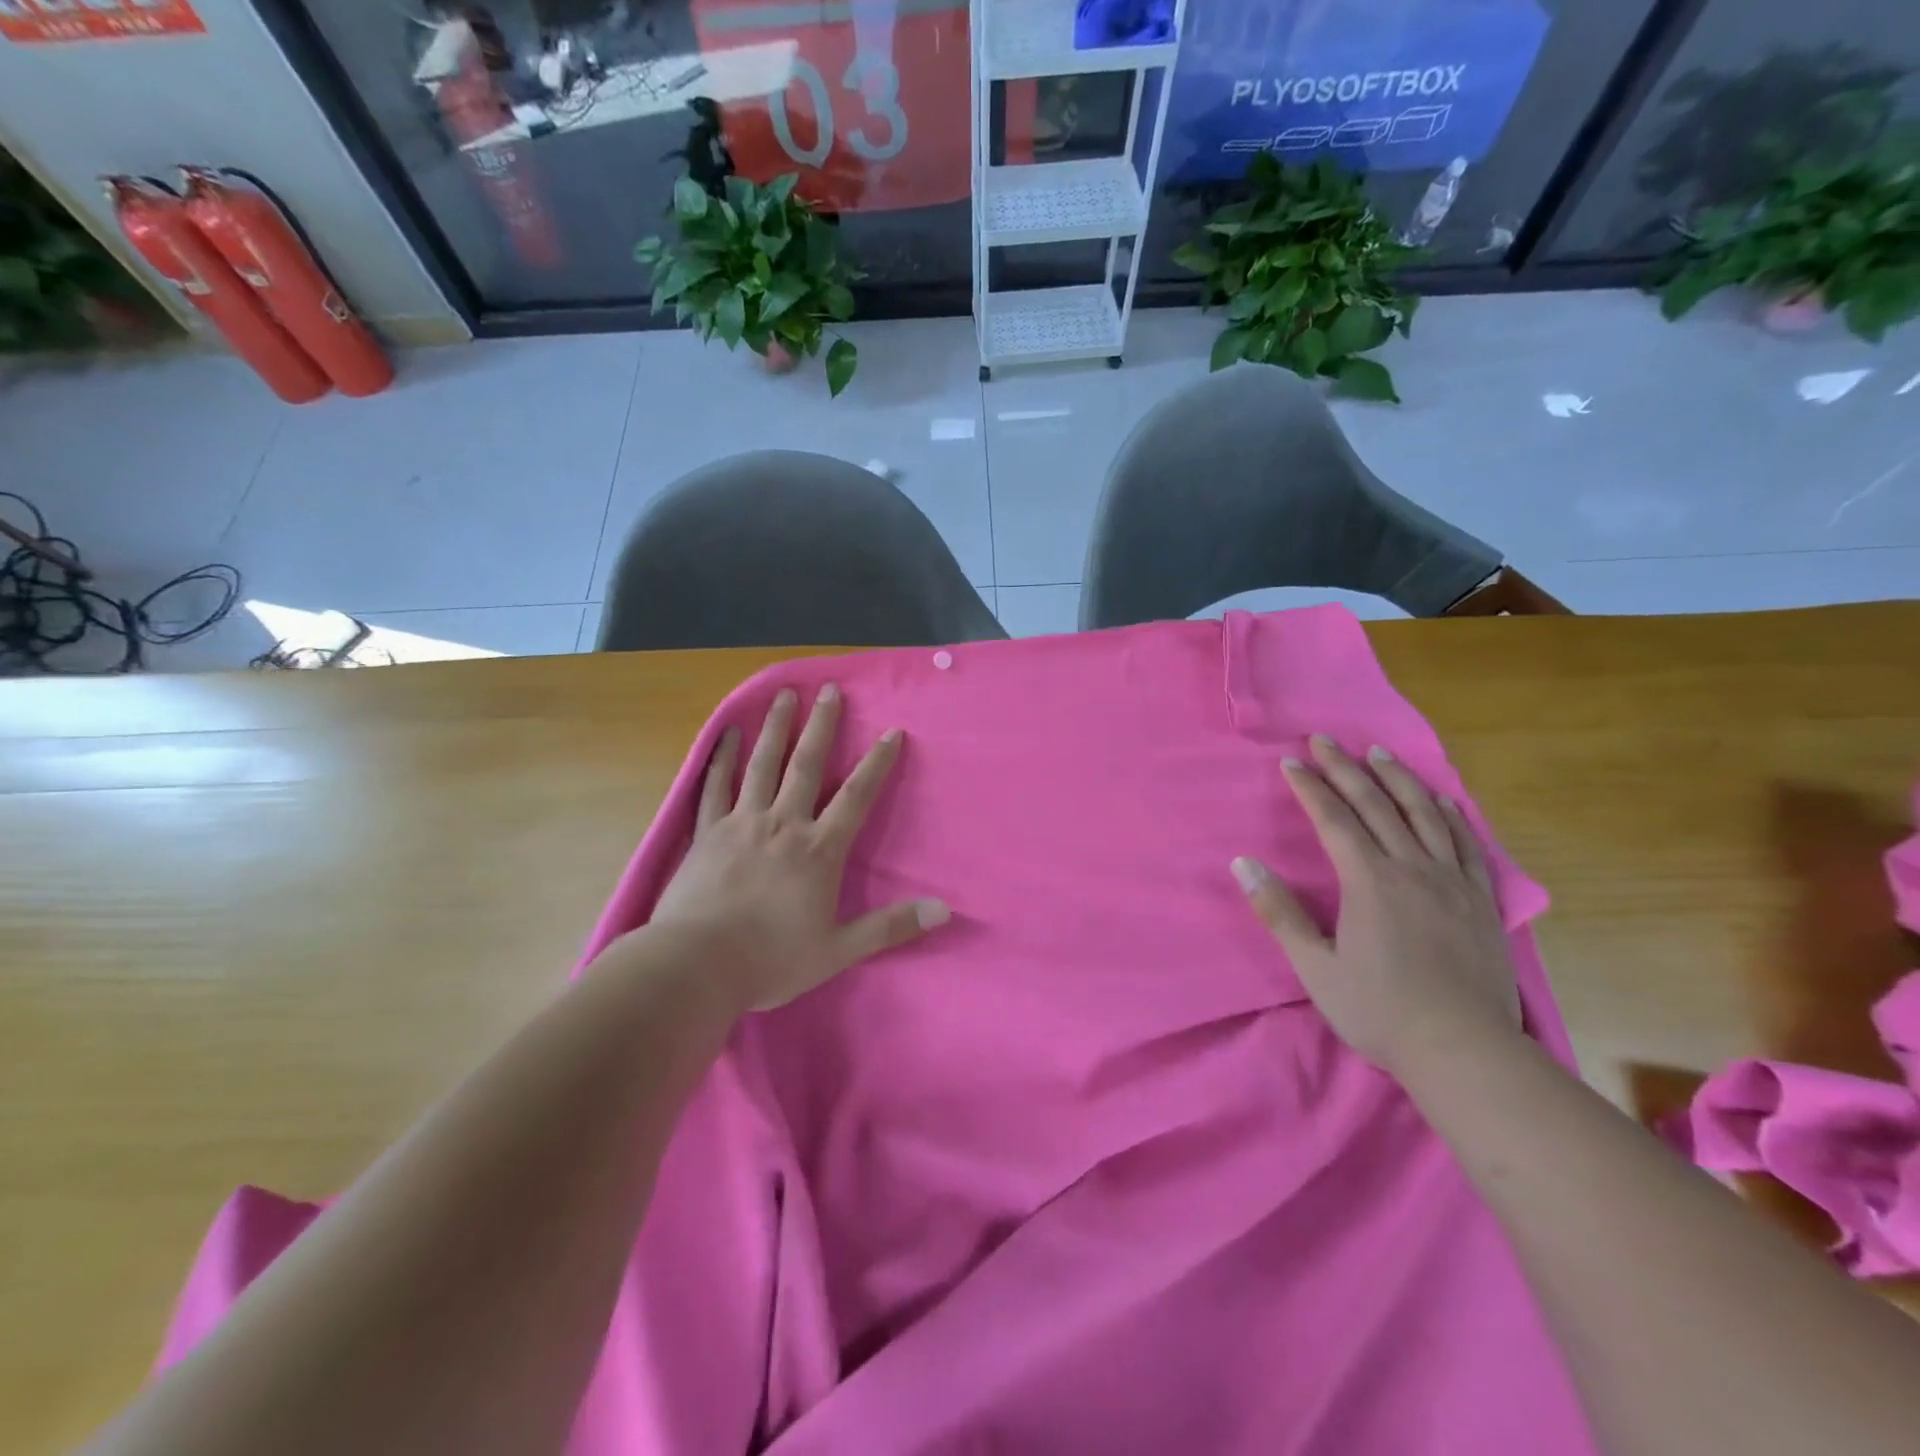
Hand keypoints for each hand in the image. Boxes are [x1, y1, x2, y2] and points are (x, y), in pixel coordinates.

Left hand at [649, 684, 949, 1011]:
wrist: (696, 965)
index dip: (877, 763)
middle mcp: (783, 824)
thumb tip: (944, 910)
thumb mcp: (839, 950)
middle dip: (821, 726)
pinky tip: (726, 733)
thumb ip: (891, 927)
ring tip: (784, 694)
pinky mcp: (707, 832)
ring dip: (776, 727)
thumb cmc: (771, 959)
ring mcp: (741, 823)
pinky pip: (715, 786)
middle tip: (828, 690)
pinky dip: (721, 758)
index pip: (855, 797)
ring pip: (762, 765)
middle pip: (806, 765)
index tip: (892, 732)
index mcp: (818, 850)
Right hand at [1231, 736, 1520, 1075]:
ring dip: (1398, 779)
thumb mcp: (1316, 967)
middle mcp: (1412, 868)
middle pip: (1376, 805)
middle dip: (1346, 768)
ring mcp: (1453, 881)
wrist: (1465, 1051)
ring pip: (1424, 814)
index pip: (1334, 819)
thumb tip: (1243, 864)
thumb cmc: (1380, 1011)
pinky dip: (1451, 814)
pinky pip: (1467, 844)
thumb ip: (1279, 912)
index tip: (1291, 762)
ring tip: (1379, 754)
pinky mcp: (1482, 900)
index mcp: (1369, 881)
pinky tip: (1443, 800)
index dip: (1310, 787)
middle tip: (1325, 739)